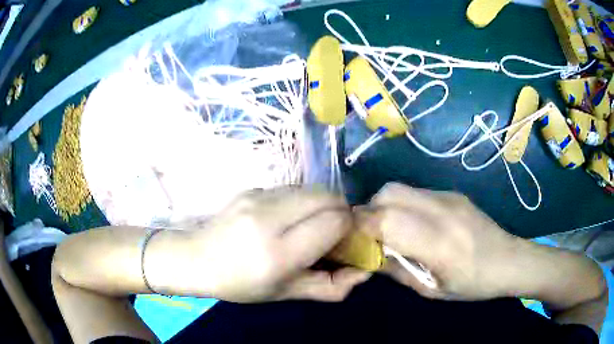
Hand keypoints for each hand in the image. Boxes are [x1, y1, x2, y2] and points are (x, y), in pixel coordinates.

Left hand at [188, 187, 370, 302]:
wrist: (196, 258)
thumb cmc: (241, 284)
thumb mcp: (286, 294)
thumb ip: (331, 287)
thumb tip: (364, 270)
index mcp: (278, 254)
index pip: (334, 222)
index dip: (348, 229)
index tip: (344, 241)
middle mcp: (268, 218)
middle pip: (327, 197)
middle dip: (340, 212)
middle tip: (332, 232)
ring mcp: (258, 197)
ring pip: (312, 188)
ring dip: (321, 205)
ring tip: (309, 225)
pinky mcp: (252, 188)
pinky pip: (292, 188)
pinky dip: (302, 201)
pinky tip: (287, 218)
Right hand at [360, 182, 522, 300]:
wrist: (509, 259)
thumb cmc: (472, 284)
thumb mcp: (431, 289)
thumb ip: (397, 270)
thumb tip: (369, 255)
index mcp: (439, 242)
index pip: (386, 220)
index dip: (360, 227)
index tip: (350, 241)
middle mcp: (442, 210)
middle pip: (389, 193)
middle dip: (369, 212)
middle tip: (370, 236)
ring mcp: (448, 197)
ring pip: (400, 188)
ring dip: (385, 206)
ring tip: (390, 230)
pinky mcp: (452, 193)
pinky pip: (416, 192)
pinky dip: (403, 205)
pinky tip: (414, 224)